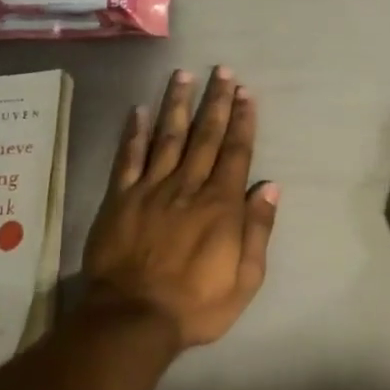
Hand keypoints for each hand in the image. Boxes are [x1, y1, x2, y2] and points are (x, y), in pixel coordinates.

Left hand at [82, 67, 279, 349]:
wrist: (133, 318)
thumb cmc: (196, 305)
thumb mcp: (245, 279)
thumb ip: (257, 231)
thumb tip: (269, 187)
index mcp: (220, 206)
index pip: (236, 153)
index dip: (242, 121)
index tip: (246, 93)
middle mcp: (187, 187)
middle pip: (205, 136)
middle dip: (216, 102)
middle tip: (222, 71)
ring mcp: (151, 189)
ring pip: (167, 137)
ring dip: (177, 105)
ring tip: (183, 75)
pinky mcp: (120, 199)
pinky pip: (128, 159)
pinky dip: (133, 133)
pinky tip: (138, 110)